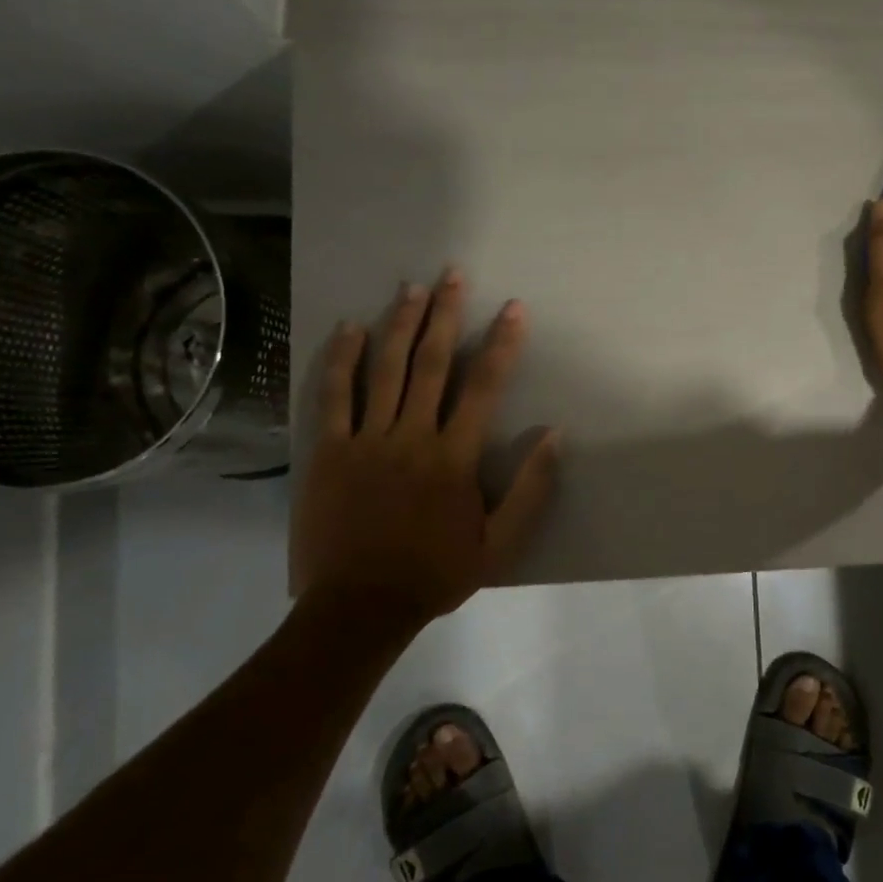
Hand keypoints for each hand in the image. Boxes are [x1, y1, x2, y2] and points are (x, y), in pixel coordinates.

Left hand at [290, 271, 559, 628]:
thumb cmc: (435, 574)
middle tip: (454, 274)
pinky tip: (350, 328)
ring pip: (385, 369)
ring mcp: (366, 440)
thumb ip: (531, 490)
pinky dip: (343, 359)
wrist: (359, 607)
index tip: (513, 308)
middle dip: (446, 314)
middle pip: (432, 363)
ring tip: (412, 288)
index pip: (484, 387)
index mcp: (454, 457)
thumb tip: (553, 435)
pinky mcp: (329, 451)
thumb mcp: (501, 546)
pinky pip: (335, 395)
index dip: (502, 343)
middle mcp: (412, 436)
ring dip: (400, 324)